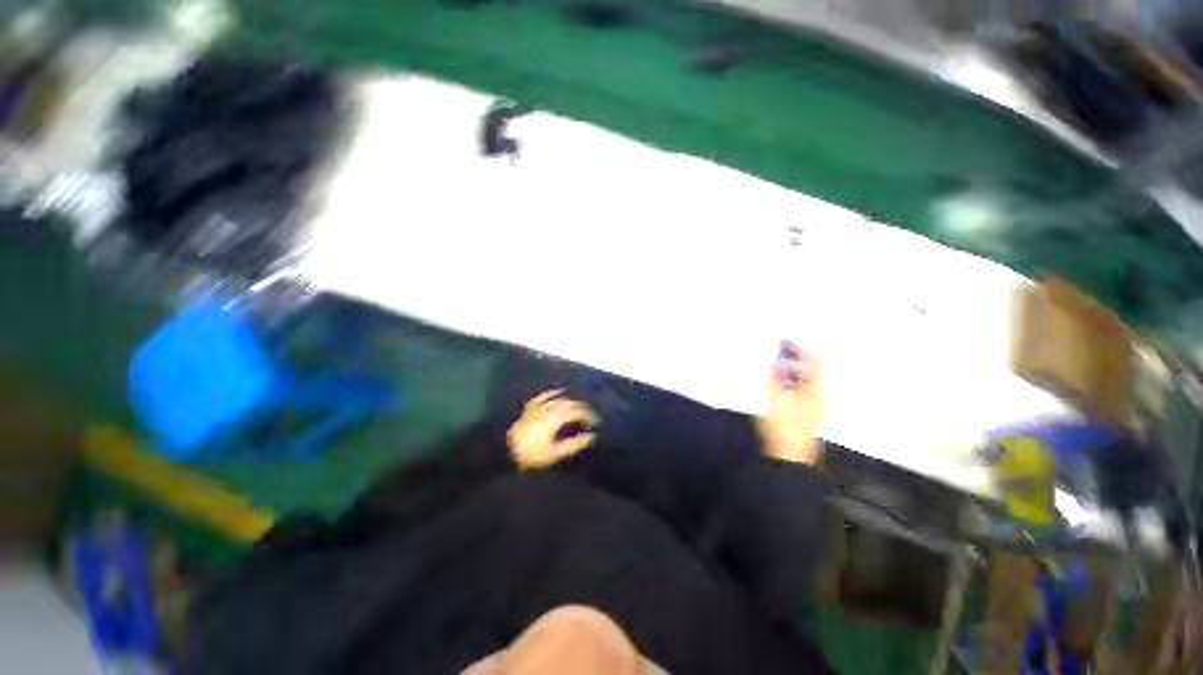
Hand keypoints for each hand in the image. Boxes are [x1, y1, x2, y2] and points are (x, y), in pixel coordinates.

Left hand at [507, 390, 598, 469]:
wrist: (504, 449)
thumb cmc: (531, 454)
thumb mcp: (554, 453)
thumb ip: (574, 444)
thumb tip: (591, 437)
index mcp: (556, 418)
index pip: (578, 412)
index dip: (589, 416)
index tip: (596, 423)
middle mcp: (550, 408)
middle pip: (570, 403)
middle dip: (582, 408)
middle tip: (590, 416)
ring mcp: (539, 405)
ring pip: (560, 398)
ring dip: (572, 401)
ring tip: (579, 407)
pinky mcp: (531, 406)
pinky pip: (545, 396)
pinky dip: (554, 393)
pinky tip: (559, 392)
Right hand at [756, 345, 824, 464]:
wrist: (788, 458)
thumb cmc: (784, 428)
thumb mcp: (775, 401)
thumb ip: (774, 380)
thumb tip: (776, 362)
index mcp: (815, 393)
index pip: (818, 365)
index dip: (807, 351)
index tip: (796, 340)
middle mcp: (818, 398)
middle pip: (812, 373)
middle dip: (797, 359)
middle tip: (783, 348)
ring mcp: (813, 408)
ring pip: (805, 382)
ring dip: (793, 371)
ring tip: (779, 362)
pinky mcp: (805, 415)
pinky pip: (800, 391)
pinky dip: (791, 382)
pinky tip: (780, 382)